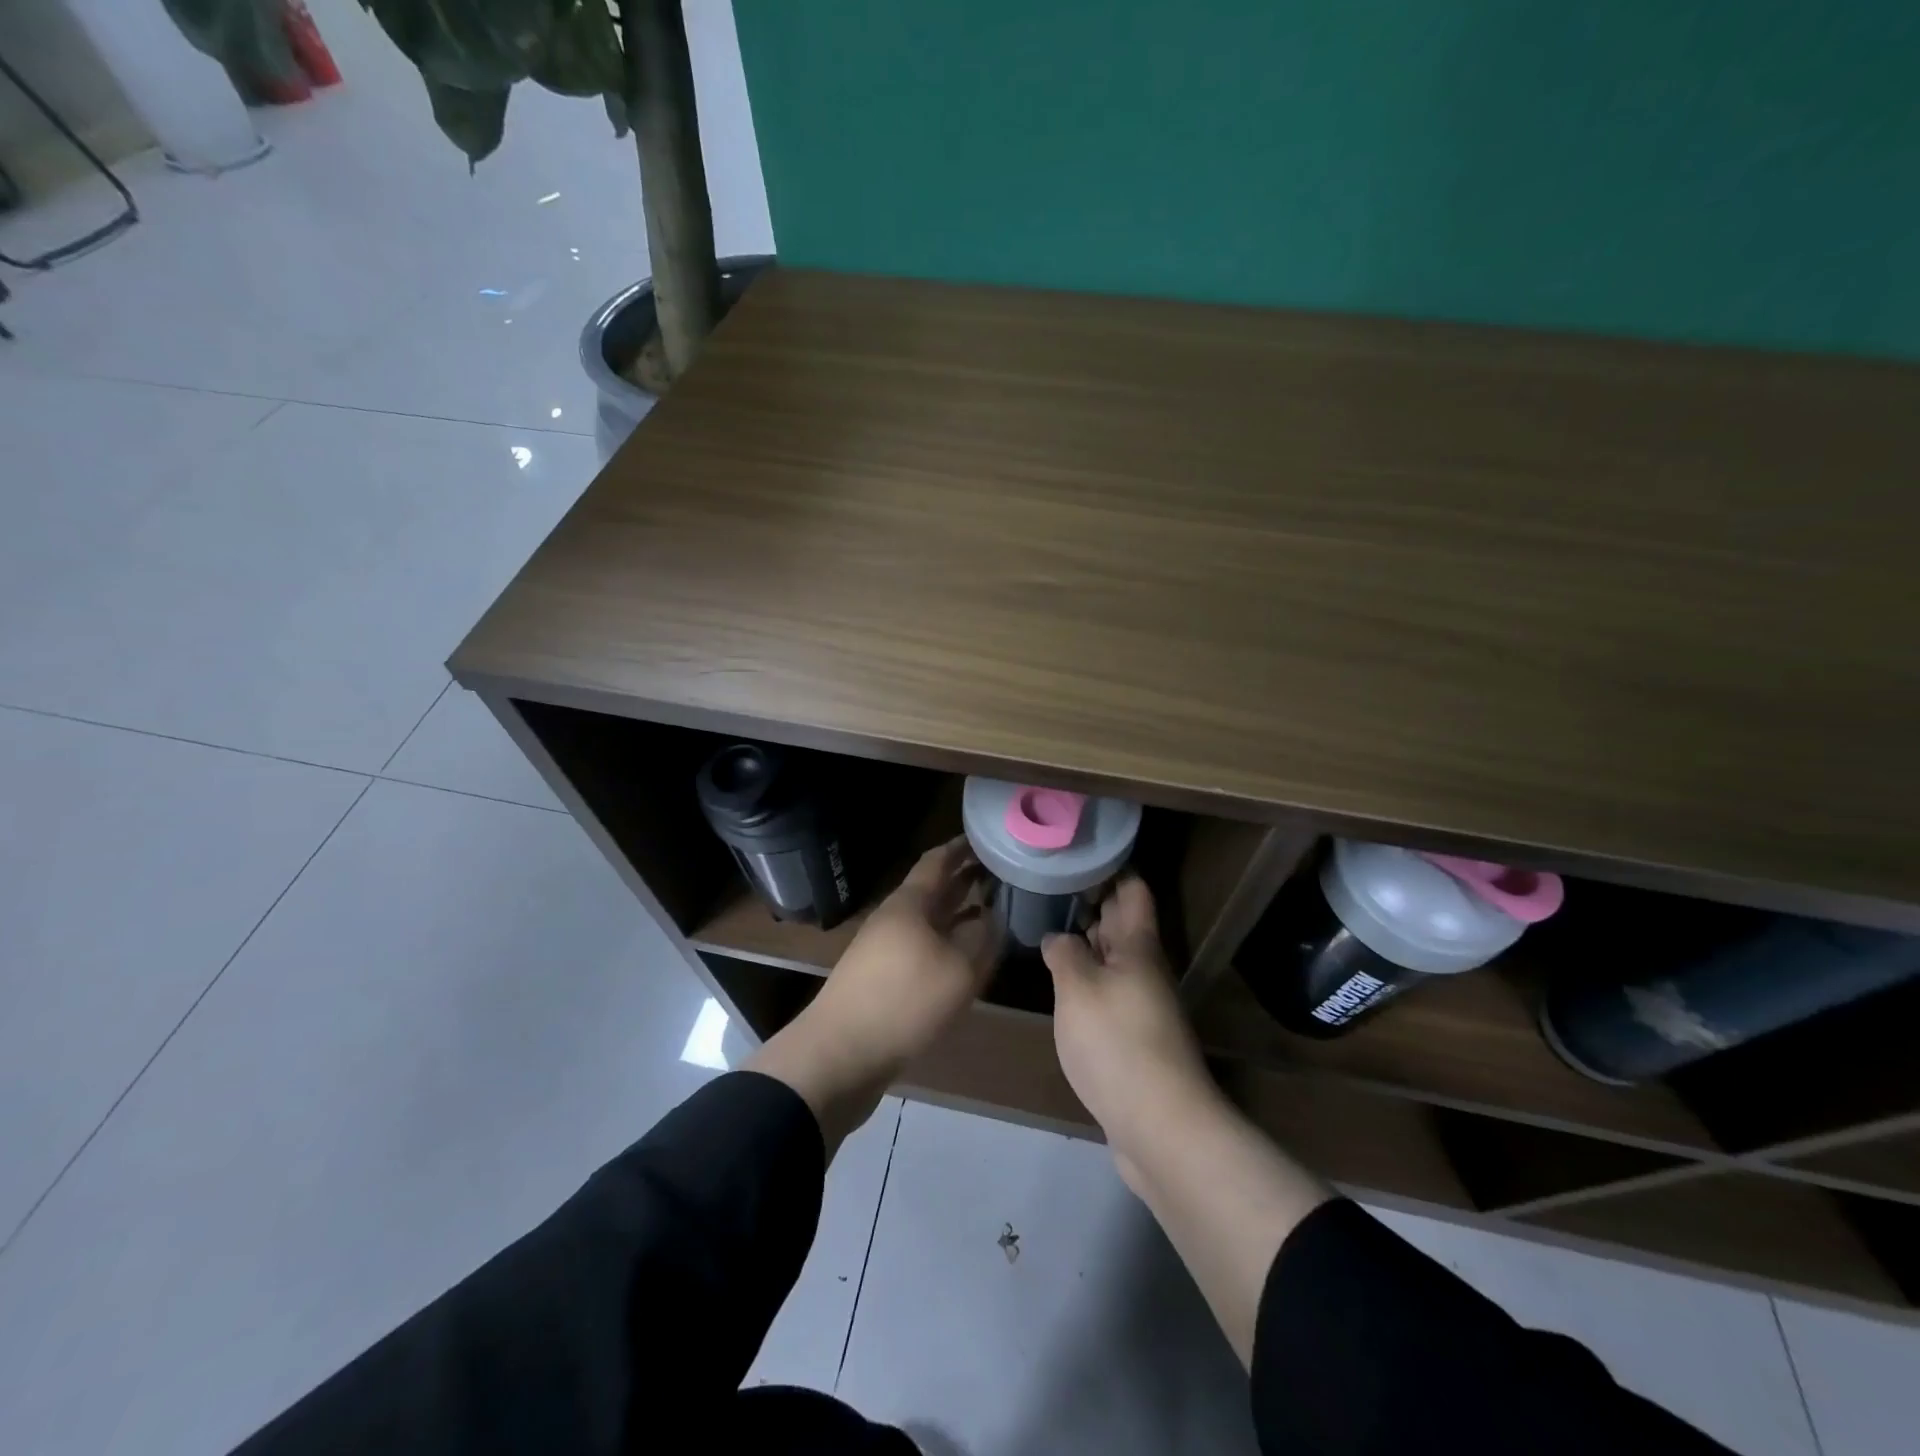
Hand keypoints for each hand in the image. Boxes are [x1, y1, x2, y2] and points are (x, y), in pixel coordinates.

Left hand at [748, 838, 998, 1150]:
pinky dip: (947, 941)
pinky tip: (964, 956)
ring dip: (958, 911)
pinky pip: (922, 946)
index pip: (937, 861)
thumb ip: (981, 938)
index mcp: (910, 904)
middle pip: (933, 889)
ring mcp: (885, 948)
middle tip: (999, 871)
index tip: (988, 838)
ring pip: (929, 919)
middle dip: (964, 878)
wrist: (841, 1054)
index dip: (962, 847)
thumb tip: (993, 918)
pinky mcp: (883, 978)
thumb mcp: (958, 969)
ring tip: (991, 908)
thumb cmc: (904, 1001)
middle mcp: (895, 918)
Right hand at [1042, 876, 1220, 1179]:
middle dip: (1095, 902)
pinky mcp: (1135, 1038)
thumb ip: (1065, 954)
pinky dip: (1088, 979)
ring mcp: (1143, 1005)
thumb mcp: (1078, 988)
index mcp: (1138, 947)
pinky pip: (1110, 992)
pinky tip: (1063, 983)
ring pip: (1115, 959)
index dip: (1112, 868)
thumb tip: (1058, 937)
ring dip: (1089, 942)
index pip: (1132, 891)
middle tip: (1055, 885)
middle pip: (1124, 924)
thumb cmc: (1117, 1042)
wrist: (1160, 1125)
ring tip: (1052, 926)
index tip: (1081, 854)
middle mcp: (1145, 970)